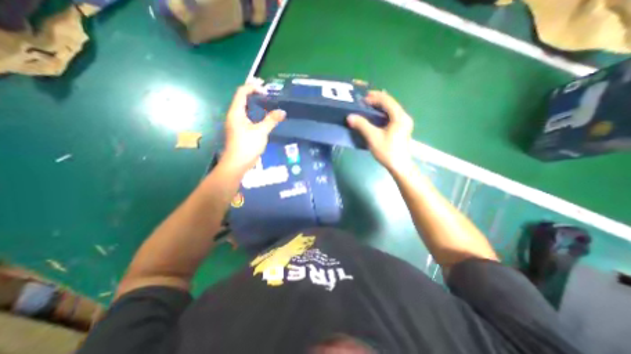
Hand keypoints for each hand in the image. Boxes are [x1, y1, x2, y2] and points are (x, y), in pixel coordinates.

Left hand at [220, 81, 282, 172]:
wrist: (237, 164)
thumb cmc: (247, 146)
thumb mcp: (261, 132)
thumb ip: (271, 120)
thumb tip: (282, 112)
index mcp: (236, 112)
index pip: (242, 92)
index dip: (253, 87)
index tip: (266, 90)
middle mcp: (234, 115)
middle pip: (242, 98)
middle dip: (255, 94)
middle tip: (269, 94)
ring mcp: (236, 123)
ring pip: (245, 108)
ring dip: (256, 104)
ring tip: (268, 103)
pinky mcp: (240, 130)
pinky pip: (248, 117)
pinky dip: (256, 113)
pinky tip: (264, 117)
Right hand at [345, 89, 413, 170]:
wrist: (399, 166)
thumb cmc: (387, 151)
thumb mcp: (373, 137)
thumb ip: (362, 125)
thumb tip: (349, 117)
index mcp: (400, 116)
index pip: (387, 100)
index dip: (374, 97)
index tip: (361, 99)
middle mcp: (404, 116)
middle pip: (390, 103)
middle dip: (376, 100)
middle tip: (363, 101)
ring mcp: (404, 122)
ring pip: (390, 109)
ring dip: (379, 107)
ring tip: (367, 107)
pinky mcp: (401, 128)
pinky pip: (391, 116)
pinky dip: (382, 114)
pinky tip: (374, 116)